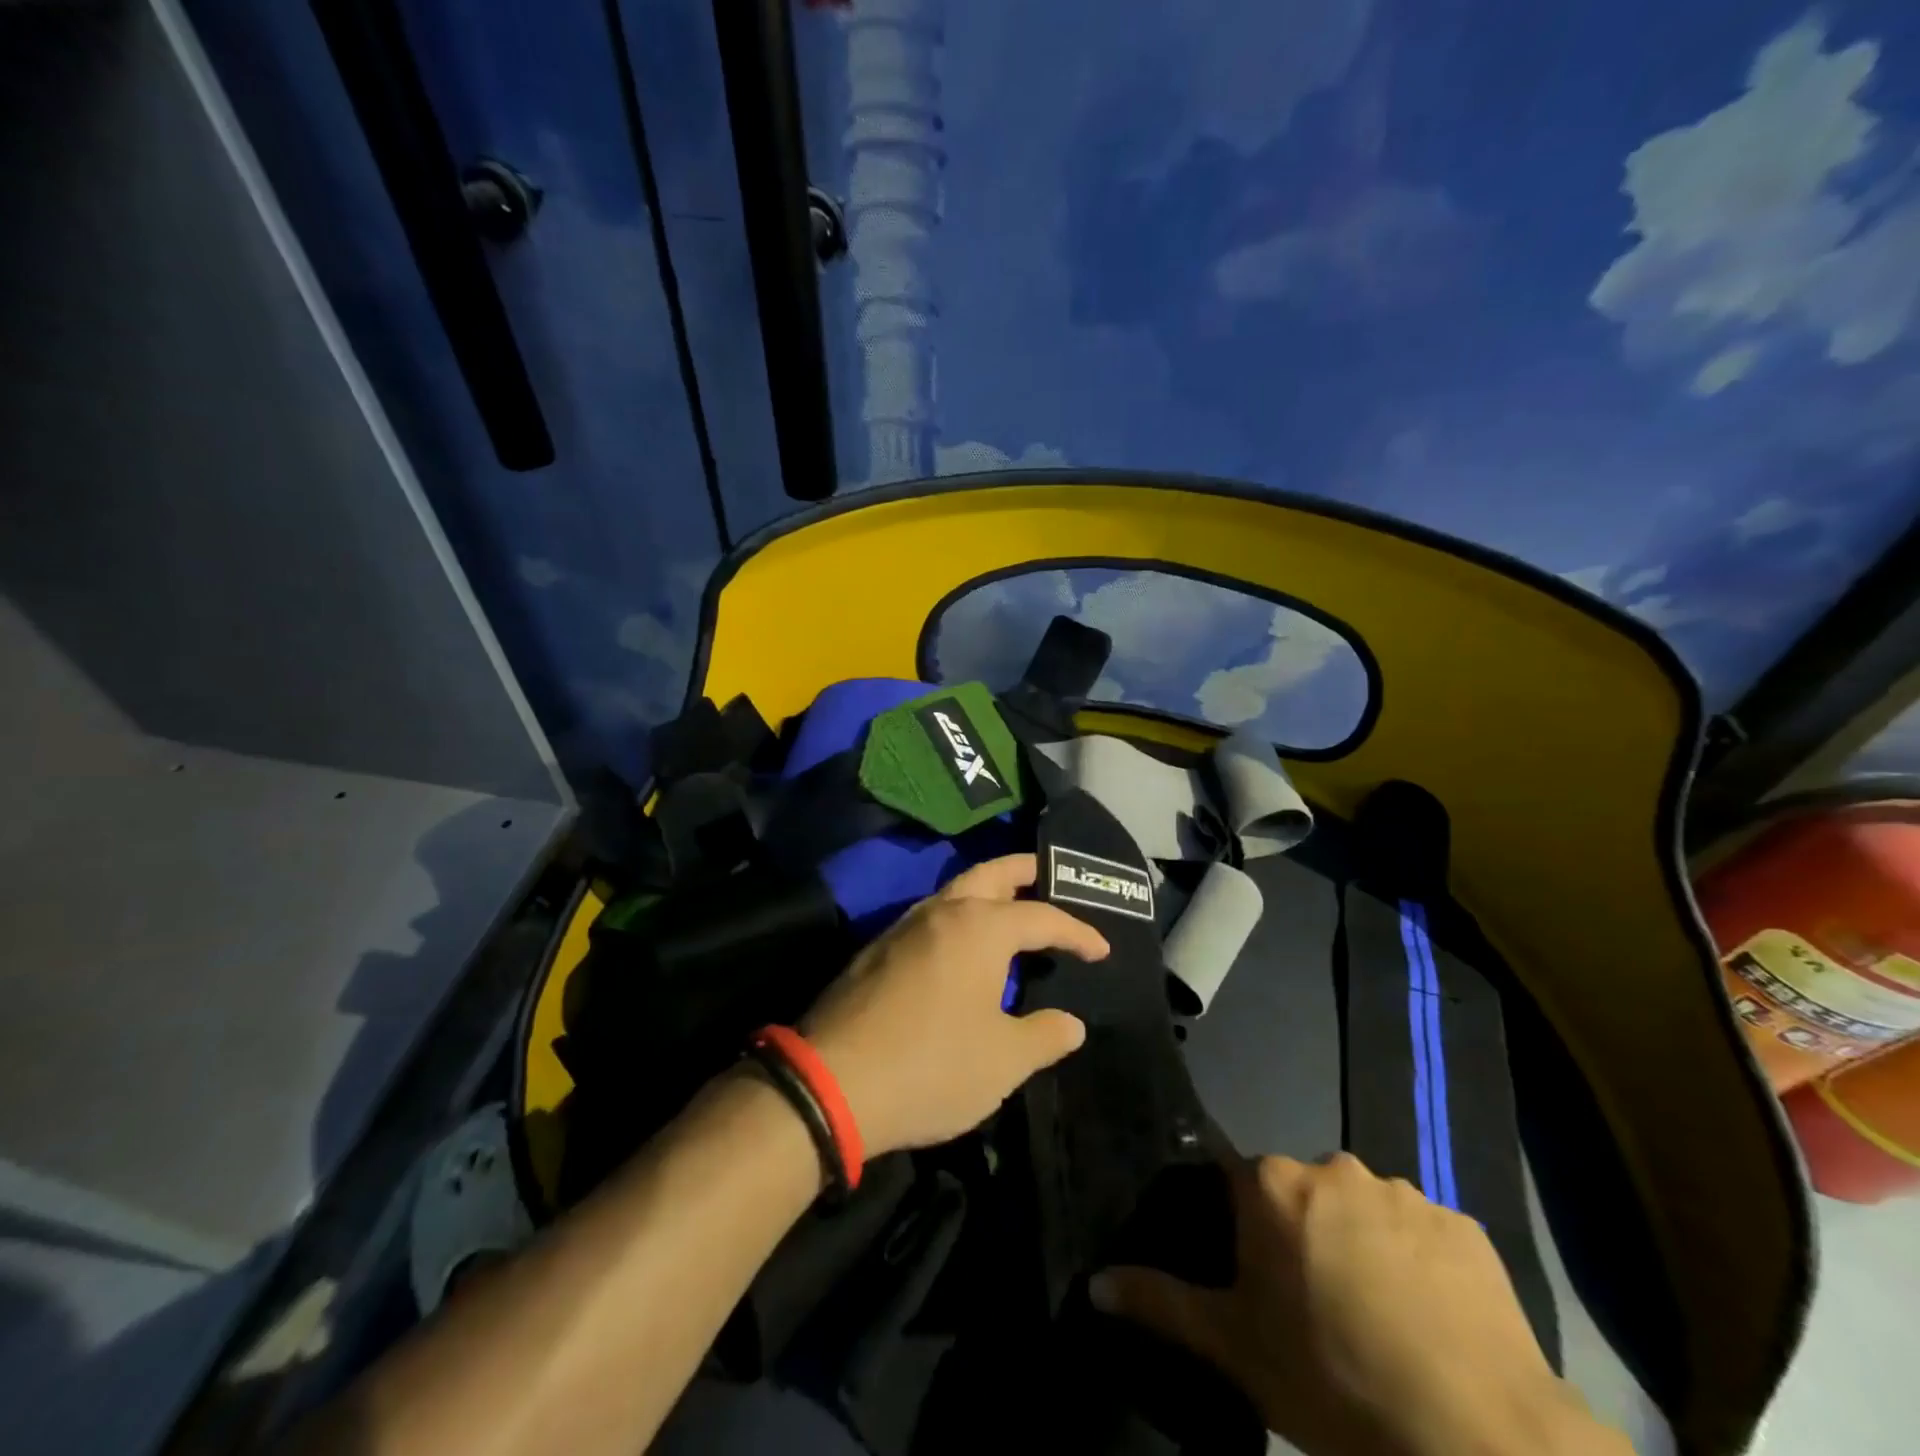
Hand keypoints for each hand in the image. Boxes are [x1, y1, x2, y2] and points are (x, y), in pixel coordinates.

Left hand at [801, 853, 1109, 1157]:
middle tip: (1050, 874)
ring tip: (1010, 910)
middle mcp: (942, 912)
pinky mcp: (876, 950)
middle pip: (990, 874)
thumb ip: (1044, 1035)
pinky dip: (957, 917)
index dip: (1077, 932)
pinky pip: (930, 918)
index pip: (1042, 917)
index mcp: (980, 927)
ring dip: (986, 892)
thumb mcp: (1003, 1060)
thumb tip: (1071, 1023)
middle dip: (1024, 870)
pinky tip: (961, 949)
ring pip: (954, 891)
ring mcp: (903, 927)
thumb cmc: (932, 1065)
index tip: (1101, 951)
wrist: (832, 1082)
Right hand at [1091, 1154, 1626, 1455]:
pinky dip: (1419, 1266)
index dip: (1240, 1225)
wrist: (1479, 1438)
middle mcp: (1334, 1166)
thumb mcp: (1235, 1349)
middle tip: (1313, 1307)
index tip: (1251, 1275)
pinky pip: (1424, 1236)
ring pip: (1363, 1210)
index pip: (1238, 1181)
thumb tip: (1095, 1283)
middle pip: (1301, 1192)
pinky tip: (1431, 1325)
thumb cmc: (1333, 1380)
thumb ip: (1161, 1303)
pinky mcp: (1464, 1227)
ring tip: (1378, 1321)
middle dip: (1301, 1233)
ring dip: (1361, 1246)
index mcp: (1273, 1182)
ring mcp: (1405, 1192)